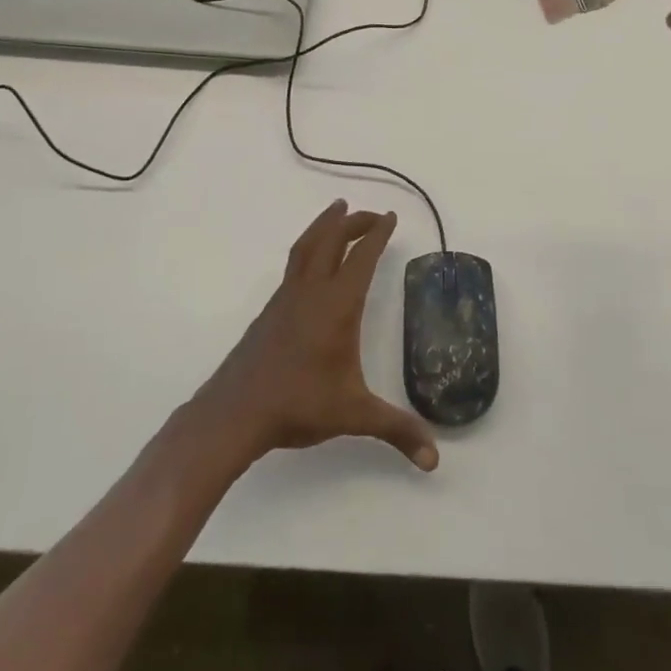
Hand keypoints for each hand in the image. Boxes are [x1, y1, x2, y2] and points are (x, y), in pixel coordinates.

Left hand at [193, 201, 438, 472]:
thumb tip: (434, 459)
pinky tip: (311, 262)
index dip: (378, 234)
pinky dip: (308, 248)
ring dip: (324, 225)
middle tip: (370, 213)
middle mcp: (311, 292)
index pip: (362, 257)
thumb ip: (396, 430)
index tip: (391, 216)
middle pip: (331, 240)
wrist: (235, 411)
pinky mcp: (270, 311)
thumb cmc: (298, 404)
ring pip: (306, 247)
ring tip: (336, 211)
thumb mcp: (354, 415)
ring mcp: (286, 298)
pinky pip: (294, 265)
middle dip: (352, 222)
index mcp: (337, 305)